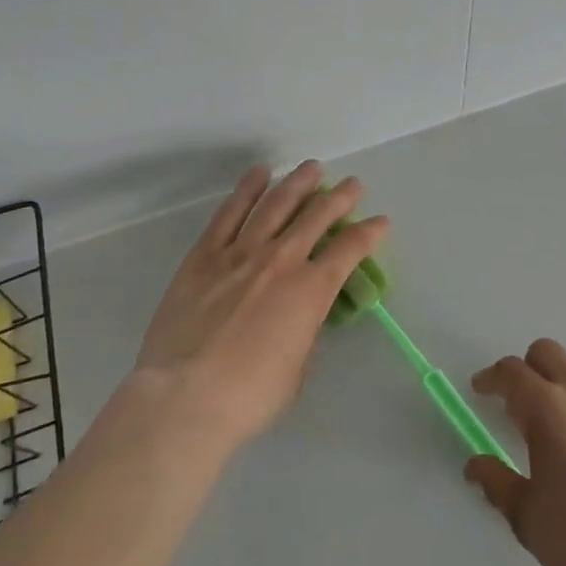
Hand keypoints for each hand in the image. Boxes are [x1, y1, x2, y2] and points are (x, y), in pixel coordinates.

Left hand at [132, 161, 387, 451]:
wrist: (184, 398)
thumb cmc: (249, 396)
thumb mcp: (297, 371)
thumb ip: (306, 334)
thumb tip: (304, 317)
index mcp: (311, 291)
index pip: (350, 250)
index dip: (369, 233)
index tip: (380, 221)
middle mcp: (281, 260)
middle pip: (317, 216)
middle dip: (340, 197)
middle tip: (353, 184)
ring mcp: (241, 252)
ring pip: (276, 204)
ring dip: (298, 182)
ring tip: (312, 168)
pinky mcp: (205, 255)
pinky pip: (230, 213)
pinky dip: (247, 190)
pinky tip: (260, 174)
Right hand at [466, 339, 565, 565]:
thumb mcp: (526, 516)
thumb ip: (495, 480)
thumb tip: (475, 465)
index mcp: (548, 408)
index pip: (510, 371)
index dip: (491, 378)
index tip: (483, 390)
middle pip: (547, 352)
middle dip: (528, 370)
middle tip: (523, 403)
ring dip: (565, 381)